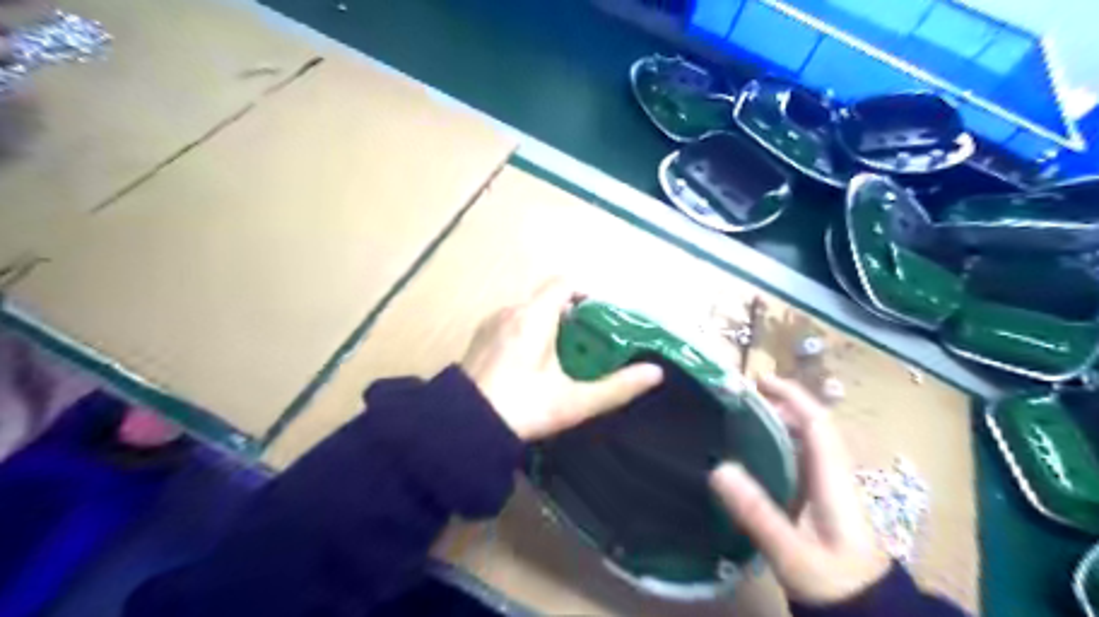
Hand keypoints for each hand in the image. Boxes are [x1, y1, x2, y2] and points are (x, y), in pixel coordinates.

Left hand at [460, 276, 665, 441]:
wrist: (463, 428)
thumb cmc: (523, 409)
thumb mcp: (575, 402)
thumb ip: (617, 387)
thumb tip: (656, 373)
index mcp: (534, 317)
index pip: (565, 283)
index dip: (586, 293)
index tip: (599, 319)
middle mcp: (510, 311)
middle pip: (548, 298)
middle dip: (570, 316)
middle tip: (585, 346)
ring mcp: (491, 323)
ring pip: (528, 311)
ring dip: (547, 325)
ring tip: (559, 358)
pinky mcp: (479, 337)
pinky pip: (511, 323)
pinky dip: (526, 333)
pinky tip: (528, 366)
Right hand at [708, 373, 885, 604]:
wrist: (868, 615)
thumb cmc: (835, 583)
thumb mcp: (792, 552)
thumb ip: (757, 513)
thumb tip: (719, 468)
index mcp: (835, 479)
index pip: (818, 421)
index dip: (791, 395)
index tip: (758, 380)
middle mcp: (835, 475)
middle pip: (810, 426)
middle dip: (777, 405)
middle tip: (736, 399)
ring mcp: (829, 488)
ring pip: (804, 442)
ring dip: (776, 423)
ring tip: (738, 419)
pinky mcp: (820, 502)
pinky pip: (798, 460)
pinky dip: (775, 446)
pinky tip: (751, 455)